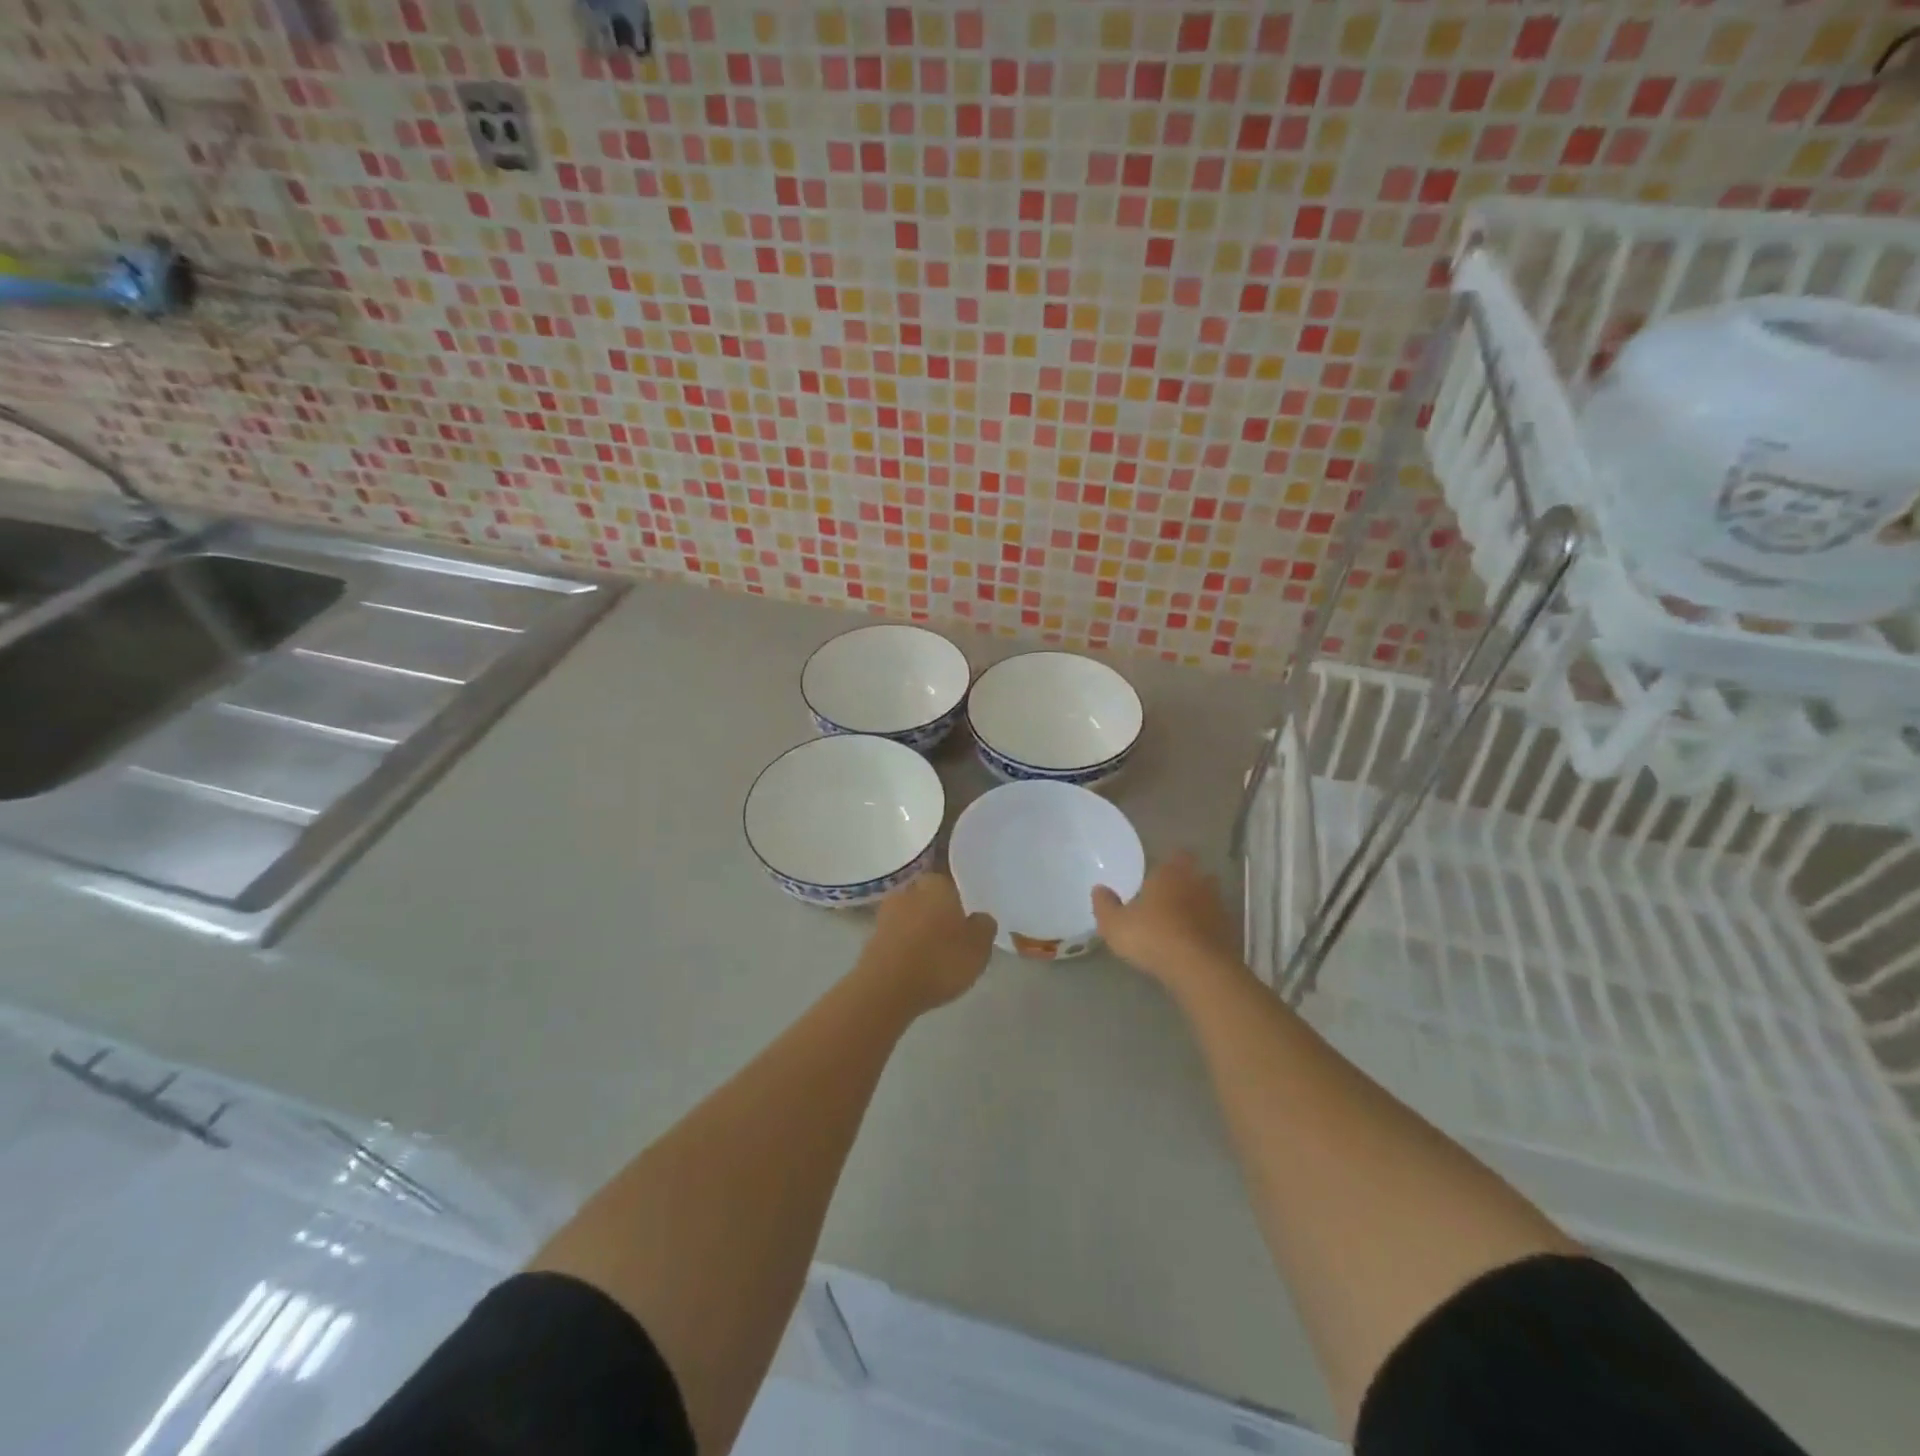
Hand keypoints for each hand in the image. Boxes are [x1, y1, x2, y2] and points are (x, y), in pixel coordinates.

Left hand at [859, 872, 996, 1015]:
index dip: (960, 900)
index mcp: (936, 884)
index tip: (967, 918)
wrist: (886, 989)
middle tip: (953, 935)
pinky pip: (897, 937)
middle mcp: (909, 890)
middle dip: (938, 912)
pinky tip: (916, 964)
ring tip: (935, 954)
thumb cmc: (940, 961)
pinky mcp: (872, 938)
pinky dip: (906, 946)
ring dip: (920, 930)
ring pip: (911, 917)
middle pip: (928, 898)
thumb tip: (980, 917)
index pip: (951, 882)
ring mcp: (886, 913)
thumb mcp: (979, 947)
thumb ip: (984, 926)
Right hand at [1092, 851, 1246, 993]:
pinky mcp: (1230, 933)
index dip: (1171, 862)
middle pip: (1197, 876)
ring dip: (1198, 908)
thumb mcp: (1115, 924)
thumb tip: (1099, 889)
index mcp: (1171, 873)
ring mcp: (1218, 908)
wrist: (1199, 968)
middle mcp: (1198, 883)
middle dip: (1186, 884)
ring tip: (1180, 924)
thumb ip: (1105, 905)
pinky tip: (1193, 945)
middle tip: (1169, 898)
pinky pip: (1216, 925)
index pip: (1178, 855)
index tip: (1160, 873)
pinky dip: (1207, 931)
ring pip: (1209, 900)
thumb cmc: (1152, 936)